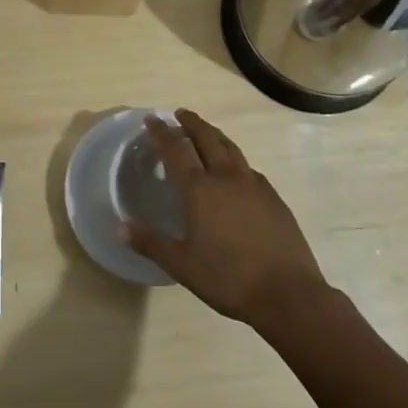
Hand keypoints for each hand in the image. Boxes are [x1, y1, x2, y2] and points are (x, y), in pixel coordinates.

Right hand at [123, 109, 332, 329]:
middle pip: (207, 138)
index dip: (161, 132)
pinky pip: (249, 167)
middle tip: (179, 114)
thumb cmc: (228, 278)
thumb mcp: (181, 264)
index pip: (175, 149)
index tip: (151, 119)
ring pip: (231, 148)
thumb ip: (150, 243)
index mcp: (200, 189)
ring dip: (215, 135)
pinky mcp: (274, 198)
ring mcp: (254, 185)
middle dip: (191, 123)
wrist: (288, 293)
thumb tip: (119, 227)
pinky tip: (235, 171)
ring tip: (206, 132)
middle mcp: (226, 178)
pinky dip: (235, 159)